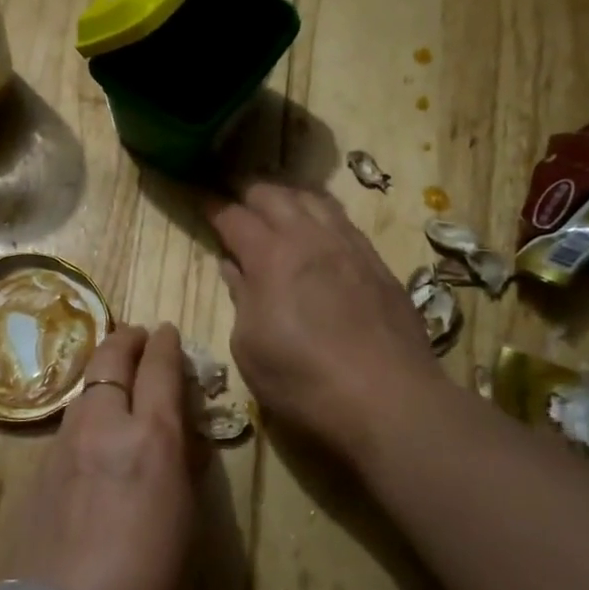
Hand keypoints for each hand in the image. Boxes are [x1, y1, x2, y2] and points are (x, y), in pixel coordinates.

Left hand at [0, 325, 197, 589]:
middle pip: (110, 360)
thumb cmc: (152, 581)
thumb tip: (181, 439)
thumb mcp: (187, 521)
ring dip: (102, 373)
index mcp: (152, 438)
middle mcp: (104, 426)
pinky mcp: (39, 469)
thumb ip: (183, 468)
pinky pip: (68, 424)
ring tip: (114, 377)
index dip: (166, 345)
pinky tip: (91, 431)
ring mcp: (65, 445)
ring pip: (84, 390)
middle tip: (137, 335)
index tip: (168, 331)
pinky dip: (85, 411)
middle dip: (126, 341)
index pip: (160, 370)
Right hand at [208, 183, 444, 455]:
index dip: (213, 206)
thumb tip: (233, 267)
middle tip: (234, 196)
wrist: (388, 398)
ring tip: (276, 202)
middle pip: (274, 195)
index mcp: (270, 256)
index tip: (201, 199)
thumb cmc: (302, 379)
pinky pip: (344, 221)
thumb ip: (240, 297)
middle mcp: (309, 238)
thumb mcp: (249, 346)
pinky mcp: (378, 263)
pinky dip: (322, 214)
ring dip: (288, 195)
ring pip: (315, 199)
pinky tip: (320, 229)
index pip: (234, 217)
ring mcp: (349, 247)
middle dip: (248, 191)